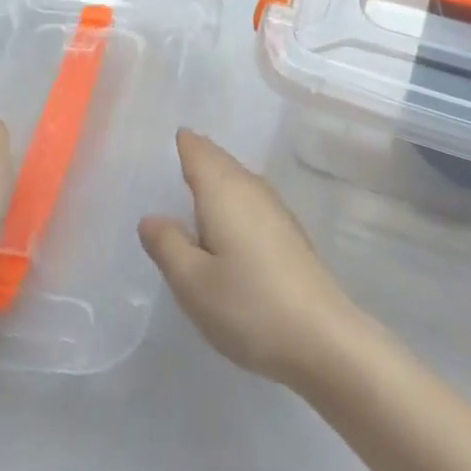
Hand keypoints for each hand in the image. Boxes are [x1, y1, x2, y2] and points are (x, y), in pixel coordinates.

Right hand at [138, 129, 361, 387]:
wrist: (319, 335)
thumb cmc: (247, 305)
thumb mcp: (192, 282)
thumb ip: (168, 245)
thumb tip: (151, 217)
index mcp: (224, 192)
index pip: (200, 153)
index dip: (185, 142)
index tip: (171, 134)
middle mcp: (251, 189)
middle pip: (221, 162)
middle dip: (201, 155)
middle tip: (178, 151)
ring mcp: (275, 209)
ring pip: (238, 179)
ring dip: (218, 176)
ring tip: (196, 181)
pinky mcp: (287, 232)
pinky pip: (250, 198)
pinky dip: (233, 197)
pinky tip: (227, 219)